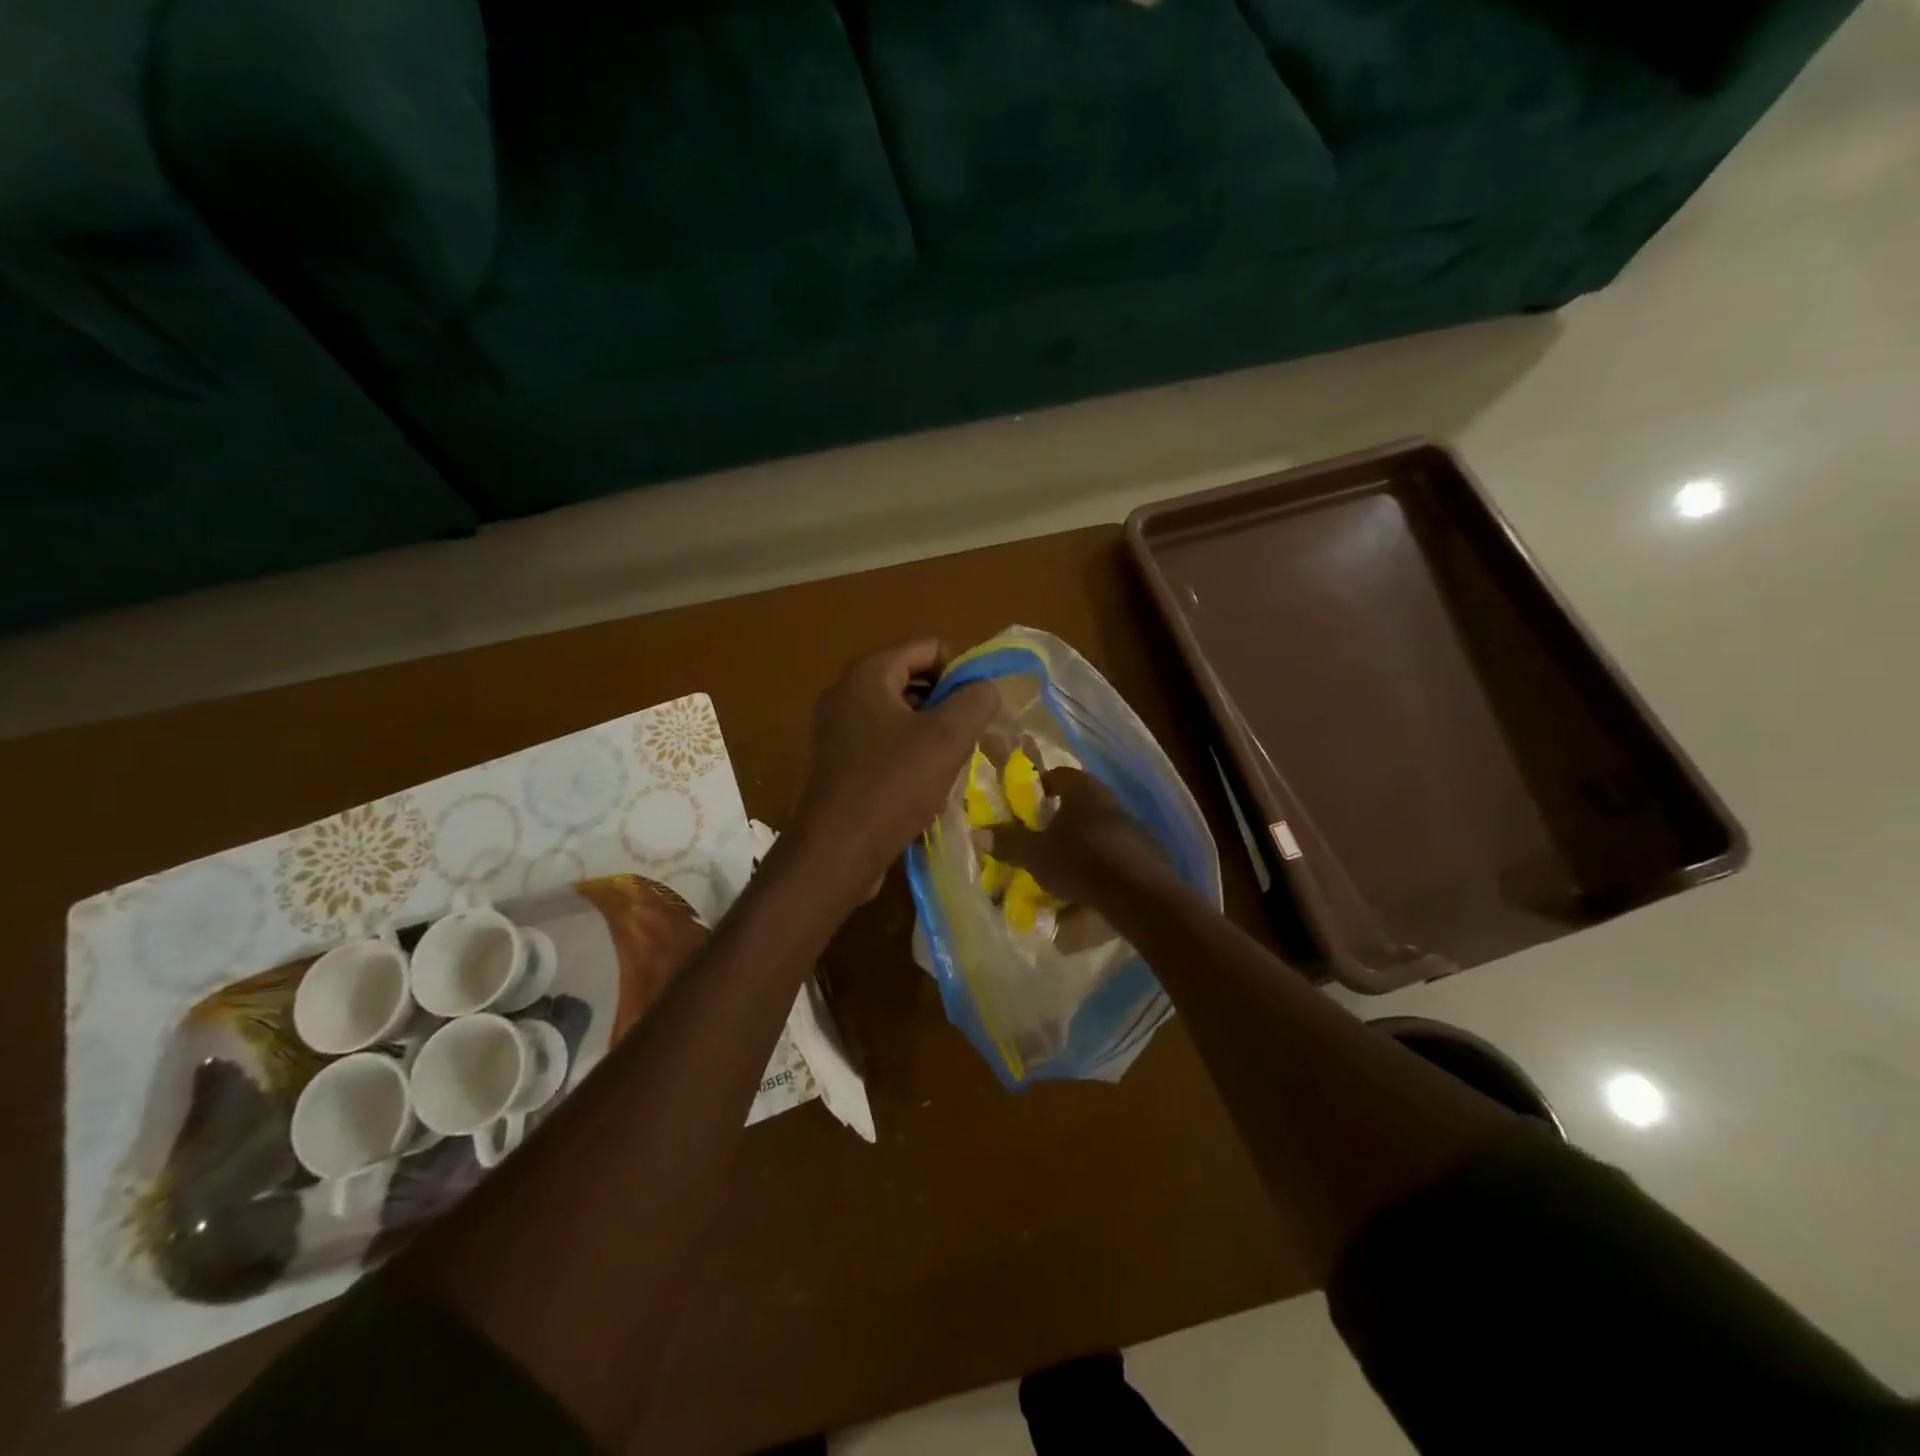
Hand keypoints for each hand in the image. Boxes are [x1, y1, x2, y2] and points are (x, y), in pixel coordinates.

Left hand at [788, 639, 997, 903]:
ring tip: (951, 766)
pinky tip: (923, 788)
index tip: (978, 708)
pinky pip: (881, 747)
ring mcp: (834, 733)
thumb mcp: (946, 739)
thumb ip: (975, 701)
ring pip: (897, 718)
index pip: (927, 648)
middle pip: (911, 681)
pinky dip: (907, 757)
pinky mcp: (834, 766)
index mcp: (867, 676)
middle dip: (946, 705)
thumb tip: (984, 688)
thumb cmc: (890, 787)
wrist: (832, 854)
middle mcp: (844, 695)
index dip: (961, 671)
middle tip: (971, 738)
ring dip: (930, 735)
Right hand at [978, 767, 1168, 909]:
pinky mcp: (1145, 851)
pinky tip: (1086, 885)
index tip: (1024, 807)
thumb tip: (977, 831)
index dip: (1039, 787)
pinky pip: (1112, 852)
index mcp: (1082, 789)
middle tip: (1038, 838)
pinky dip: (1097, 863)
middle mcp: (1109, 799)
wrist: (1138, 893)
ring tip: (1059, 866)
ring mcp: (1131, 825)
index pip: (1057, 775)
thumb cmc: (1080, 861)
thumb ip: (1009, 842)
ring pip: (1095, 828)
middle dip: (1057, 819)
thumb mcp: (1036, 855)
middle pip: (1077, 802)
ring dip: (1078, 842)